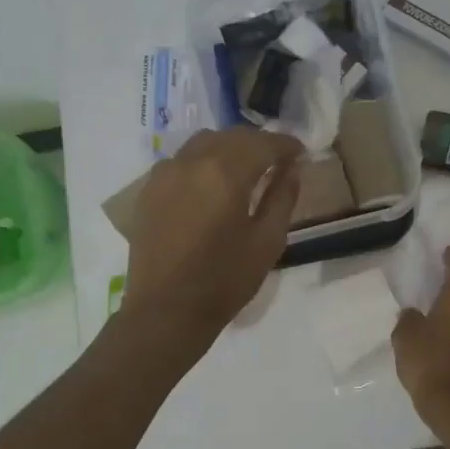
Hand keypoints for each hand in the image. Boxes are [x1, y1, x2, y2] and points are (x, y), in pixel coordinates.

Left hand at [120, 128, 303, 348]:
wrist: (166, 311)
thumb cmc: (224, 281)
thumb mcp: (267, 242)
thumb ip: (282, 198)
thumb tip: (291, 169)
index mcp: (226, 173)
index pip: (263, 144)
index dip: (286, 145)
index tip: (301, 153)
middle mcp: (192, 162)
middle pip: (233, 137)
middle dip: (259, 144)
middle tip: (278, 161)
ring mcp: (165, 173)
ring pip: (204, 142)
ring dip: (230, 148)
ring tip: (245, 169)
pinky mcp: (149, 189)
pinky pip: (182, 160)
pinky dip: (203, 161)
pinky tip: (211, 184)